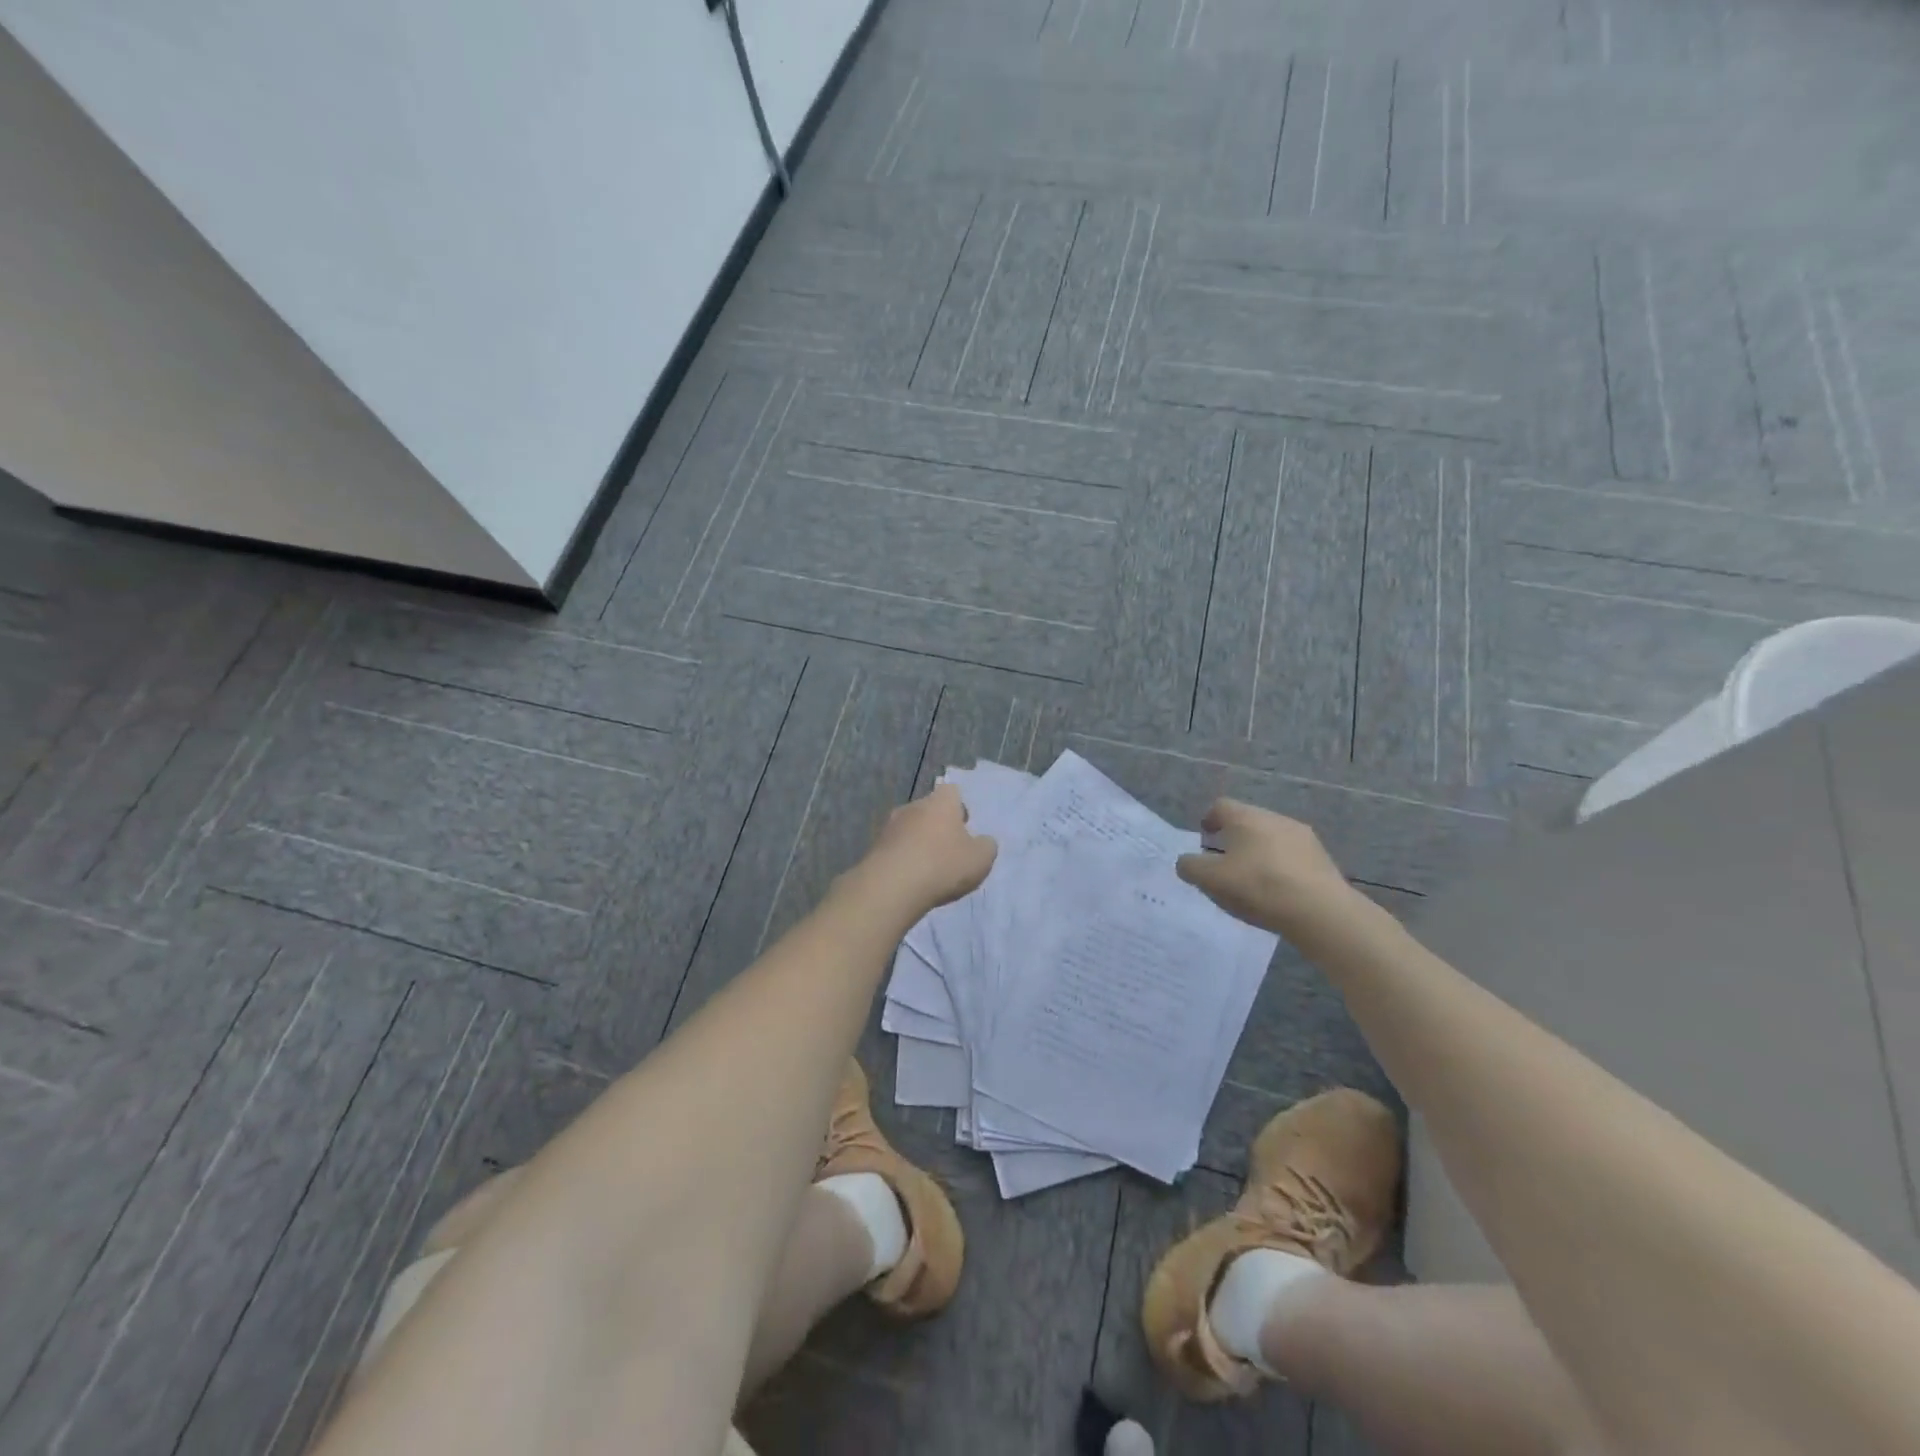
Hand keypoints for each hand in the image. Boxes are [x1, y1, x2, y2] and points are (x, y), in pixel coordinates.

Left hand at [842, 783, 997, 920]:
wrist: (891, 887)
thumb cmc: (942, 865)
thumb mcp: (980, 859)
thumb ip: (986, 846)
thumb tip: (983, 841)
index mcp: (941, 802)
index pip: (952, 791)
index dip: (959, 806)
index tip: (964, 826)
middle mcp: (913, 806)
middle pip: (929, 809)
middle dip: (938, 825)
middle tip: (949, 850)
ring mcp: (890, 826)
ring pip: (910, 828)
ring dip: (919, 842)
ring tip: (928, 868)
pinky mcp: (875, 847)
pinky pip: (896, 848)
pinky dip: (904, 858)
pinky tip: (910, 879)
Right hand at [1175, 798, 1359, 937]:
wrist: (1320, 911)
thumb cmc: (1258, 887)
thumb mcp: (1211, 880)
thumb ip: (1190, 867)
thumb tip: (1186, 861)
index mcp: (1245, 817)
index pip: (1220, 806)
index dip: (1209, 820)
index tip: (1204, 837)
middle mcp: (1274, 818)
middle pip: (1247, 820)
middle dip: (1234, 837)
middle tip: (1225, 861)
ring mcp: (1302, 837)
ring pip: (1272, 837)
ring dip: (1259, 852)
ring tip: (1253, 879)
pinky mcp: (1322, 858)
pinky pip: (1292, 855)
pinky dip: (1280, 866)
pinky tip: (1279, 890)